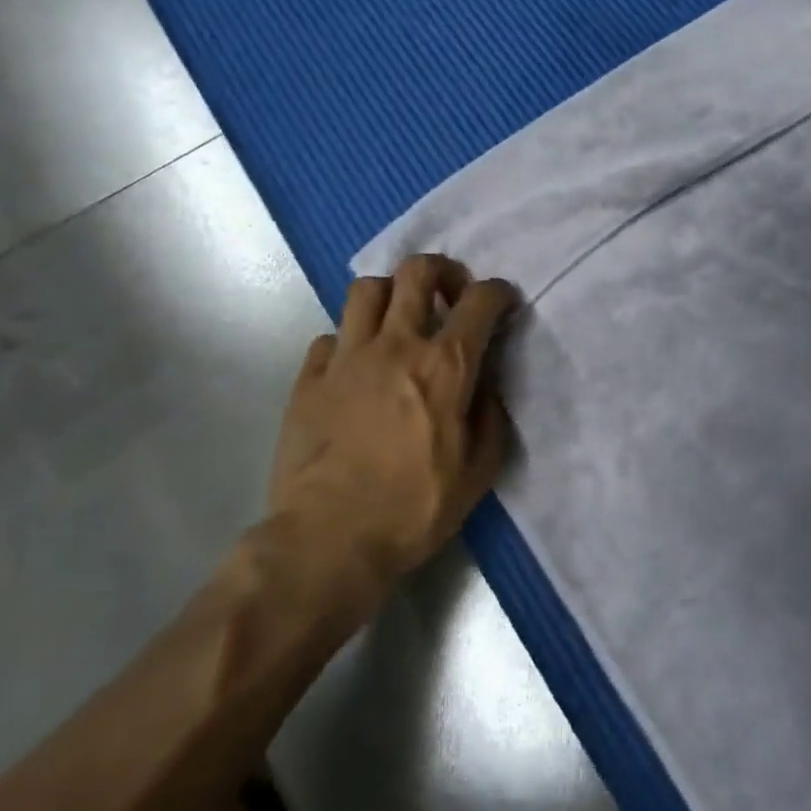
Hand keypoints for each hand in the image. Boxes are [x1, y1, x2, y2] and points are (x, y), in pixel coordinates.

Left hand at [269, 255, 519, 581]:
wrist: (328, 540)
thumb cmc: (413, 509)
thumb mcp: (479, 472)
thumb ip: (491, 417)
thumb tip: (486, 385)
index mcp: (445, 365)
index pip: (479, 300)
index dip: (497, 292)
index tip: (502, 303)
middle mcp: (396, 345)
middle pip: (417, 271)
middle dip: (442, 270)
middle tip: (448, 294)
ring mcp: (346, 357)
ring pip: (366, 289)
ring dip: (390, 294)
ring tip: (398, 320)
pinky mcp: (309, 378)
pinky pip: (329, 336)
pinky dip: (348, 341)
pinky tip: (355, 367)